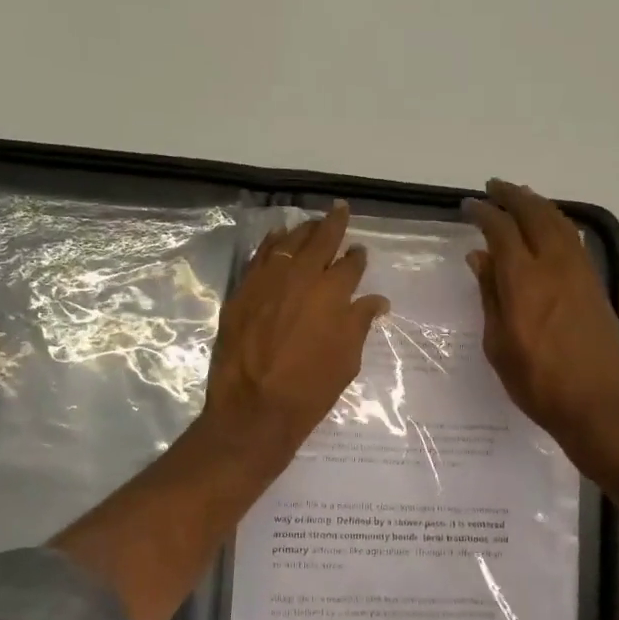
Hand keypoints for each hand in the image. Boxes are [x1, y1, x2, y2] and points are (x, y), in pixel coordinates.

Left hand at [200, 202, 389, 468]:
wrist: (254, 409)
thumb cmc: (309, 390)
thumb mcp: (346, 360)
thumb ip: (359, 324)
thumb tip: (376, 301)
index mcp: (332, 293)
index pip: (350, 265)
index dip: (357, 257)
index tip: (359, 252)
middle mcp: (300, 277)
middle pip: (319, 240)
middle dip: (333, 223)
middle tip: (339, 210)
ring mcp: (267, 281)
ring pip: (287, 243)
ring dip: (302, 230)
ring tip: (310, 223)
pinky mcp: (242, 291)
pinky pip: (258, 257)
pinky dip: (270, 244)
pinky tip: (276, 238)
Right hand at [464, 179, 618, 458]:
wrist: (597, 405)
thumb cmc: (538, 383)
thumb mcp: (499, 344)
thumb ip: (490, 295)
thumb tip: (480, 257)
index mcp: (523, 281)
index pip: (501, 230)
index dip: (483, 213)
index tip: (468, 206)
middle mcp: (554, 266)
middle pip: (534, 214)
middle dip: (512, 196)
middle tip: (494, 187)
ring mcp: (580, 273)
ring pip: (559, 222)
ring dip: (537, 204)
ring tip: (520, 198)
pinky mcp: (595, 285)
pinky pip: (574, 240)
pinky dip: (557, 223)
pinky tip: (550, 227)